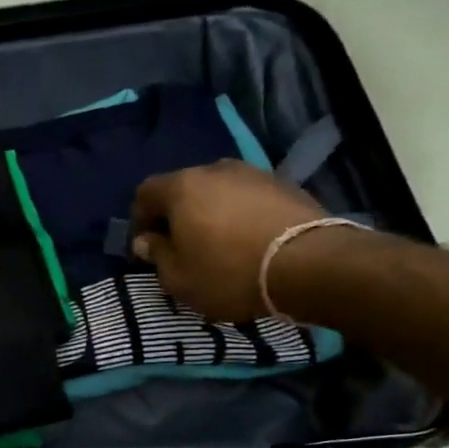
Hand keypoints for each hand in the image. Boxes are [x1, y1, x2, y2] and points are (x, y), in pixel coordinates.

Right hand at [129, 160, 323, 320]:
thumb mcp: (179, 278)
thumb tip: (146, 241)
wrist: (310, 264)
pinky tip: (247, 241)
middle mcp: (215, 169)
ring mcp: (253, 174)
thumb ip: (157, 255)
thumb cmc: (229, 272)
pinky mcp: (285, 185)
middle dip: (177, 215)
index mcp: (181, 187)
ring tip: (217, 244)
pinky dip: (240, 215)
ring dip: (211, 213)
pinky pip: (247, 199)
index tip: (144, 247)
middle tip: (180, 246)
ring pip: (218, 191)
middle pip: (183, 188)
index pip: (145, 193)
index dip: (139, 219)